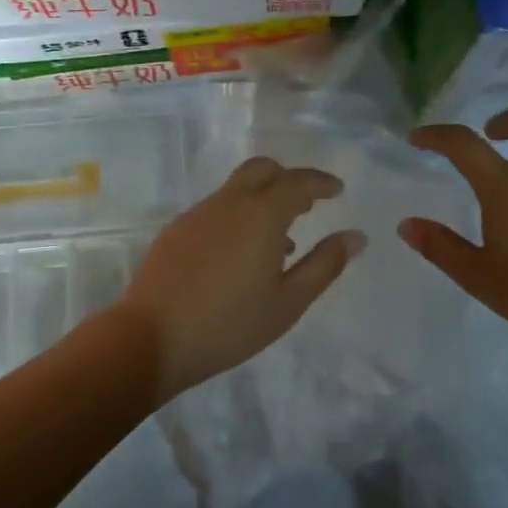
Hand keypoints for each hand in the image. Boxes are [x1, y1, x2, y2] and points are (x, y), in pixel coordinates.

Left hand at [116, 157, 365, 399]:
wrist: (152, 338)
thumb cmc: (230, 324)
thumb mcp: (288, 302)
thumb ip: (325, 265)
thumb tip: (355, 237)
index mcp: (261, 214)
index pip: (298, 182)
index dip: (321, 182)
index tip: (337, 190)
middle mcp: (228, 203)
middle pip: (262, 170)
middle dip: (288, 179)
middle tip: (308, 204)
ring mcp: (197, 214)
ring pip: (236, 190)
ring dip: (262, 201)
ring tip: (280, 243)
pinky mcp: (175, 231)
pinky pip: (216, 210)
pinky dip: (238, 217)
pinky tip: (240, 256)